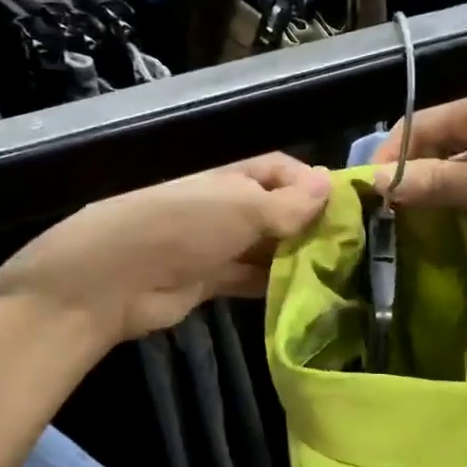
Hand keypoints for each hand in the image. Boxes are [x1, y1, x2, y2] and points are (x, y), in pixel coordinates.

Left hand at [0, 154, 332, 343]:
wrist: (115, 278)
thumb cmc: (183, 227)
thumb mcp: (242, 207)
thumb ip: (287, 204)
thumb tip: (329, 184)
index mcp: (231, 176)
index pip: (280, 170)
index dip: (311, 184)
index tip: (346, 210)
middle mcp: (225, 206)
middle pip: (276, 211)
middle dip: (309, 226)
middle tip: (352, 251)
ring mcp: (215, 245)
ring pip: (265, 248)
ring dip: (294, 259)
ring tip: (337, 276)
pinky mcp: (208, 281)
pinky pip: (249, 279)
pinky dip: (273, 285)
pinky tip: (305, 296)